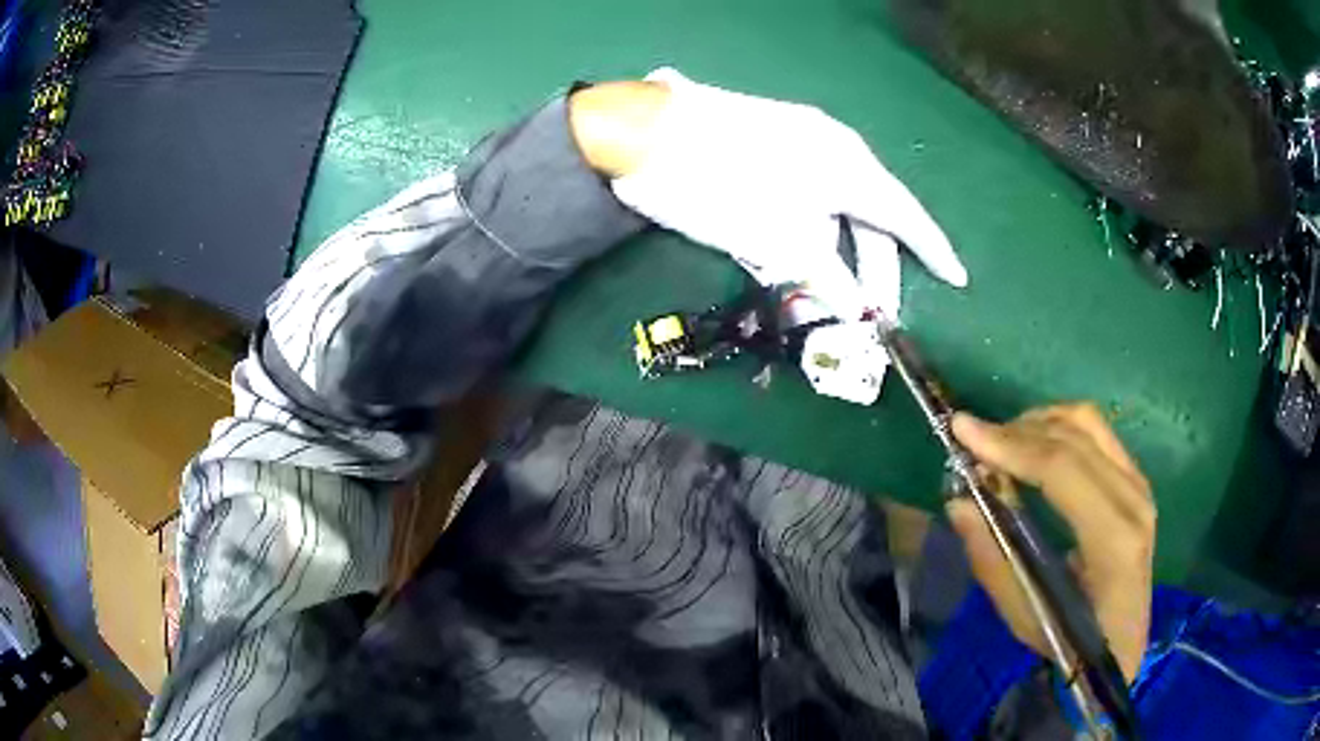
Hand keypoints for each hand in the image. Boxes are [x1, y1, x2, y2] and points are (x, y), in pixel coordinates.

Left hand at [594, 68, 966, 320]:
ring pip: (836, 208)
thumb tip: (857, 310)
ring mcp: (800, 139)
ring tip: (825, 298)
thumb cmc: (719, 188)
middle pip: (870, 216)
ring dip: (835, 255)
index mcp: (849, 167)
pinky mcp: (769, 143)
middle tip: (870, 316)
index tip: (958, 279)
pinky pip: (808, 193)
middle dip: (873, 269)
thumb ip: (825, 277)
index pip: (905, 217)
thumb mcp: (778, 241)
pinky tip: (796, 260)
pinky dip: (809, 231)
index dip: (933, 251)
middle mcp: (835, 147)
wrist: (642, 134)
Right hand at [947, 404, 1154, 683]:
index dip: (1010, 445)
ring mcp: (1139, 483)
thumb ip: (992, 559)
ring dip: (1038, 423)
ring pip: (1087, 422)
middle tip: (973, 440)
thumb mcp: (1025, 615)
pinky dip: (1059, 428)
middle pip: (1073, 437)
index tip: (962, 429)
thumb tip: (959, 502)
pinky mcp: (1136, 478)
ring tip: (1001, 443)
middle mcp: (1133, 498)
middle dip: (1016, 430)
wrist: (1123, 641)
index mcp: (1113, 539)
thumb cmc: (1073, 640)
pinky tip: (1033, 446)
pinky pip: (1097, 432)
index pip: (1061, 469)